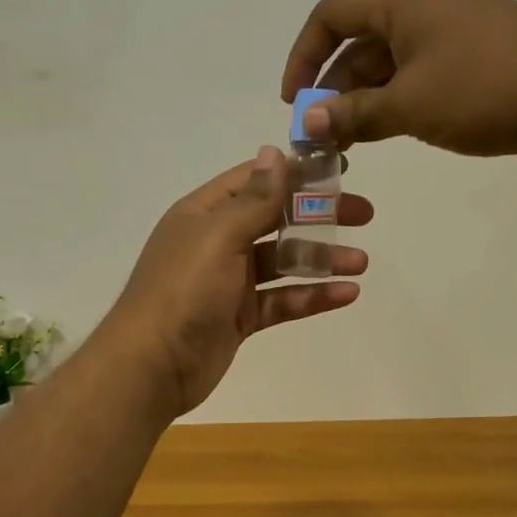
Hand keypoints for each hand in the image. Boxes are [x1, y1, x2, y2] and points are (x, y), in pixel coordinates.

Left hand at [102, 147, 371, 417]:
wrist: (152, 365)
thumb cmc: (184, 289)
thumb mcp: (219, 235)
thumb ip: (254, 198)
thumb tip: (275, 151)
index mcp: (204, 213)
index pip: (255, 180)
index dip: (296, 172)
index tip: (340, 170)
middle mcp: (216, 242)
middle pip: (275, 219)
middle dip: (318, 215)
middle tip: (364, 215)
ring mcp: (228, 281)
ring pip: (282, 262)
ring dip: (321, 259)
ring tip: (361, 261)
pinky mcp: (239, 317)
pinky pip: (281, 300)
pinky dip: (311, 296)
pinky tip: (347, 294)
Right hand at [281, 0, 516, 161]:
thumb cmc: (483, 89)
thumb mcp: (408, 105)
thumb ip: (352, 114)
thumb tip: (307, 122)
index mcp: (402, 2)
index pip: (331, 15)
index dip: (303, 56)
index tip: (294, 101)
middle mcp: (423, 7)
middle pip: (358, 44)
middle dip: (332, 90)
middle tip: (321, 137)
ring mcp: (451, 33)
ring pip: (387, 65)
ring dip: (362, 103)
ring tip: (350, 146)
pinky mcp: (473, 59)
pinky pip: (417, 76)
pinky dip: (394, 103)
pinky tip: (388, 134)